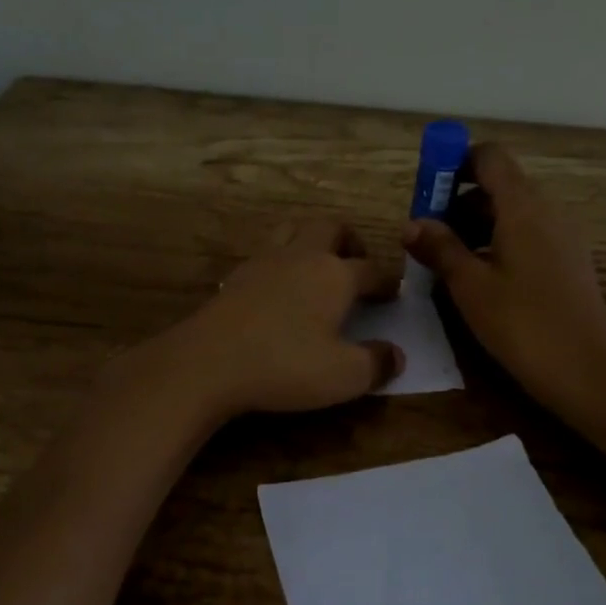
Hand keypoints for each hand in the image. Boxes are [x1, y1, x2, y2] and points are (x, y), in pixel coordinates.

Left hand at [154, 221, 405, 418]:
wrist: (209, 361)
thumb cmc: (286, 365)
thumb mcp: (344, 376)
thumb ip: (376, 363)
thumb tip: (397, 355)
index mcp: (335, 275)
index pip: (372, 270)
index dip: (387, 281)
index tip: (393, 293)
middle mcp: (303, 256)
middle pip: (332, 228)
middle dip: (350, 242)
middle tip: (356, 265)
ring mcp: (265, 261)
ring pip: (294, 230)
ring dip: (311, 240)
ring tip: (317, 266)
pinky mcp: (236, 275)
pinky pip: (266, 253)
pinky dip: (280, 261)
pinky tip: (278, 287)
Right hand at [404, 144, 605, 426]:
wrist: (586, 371)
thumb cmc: (522, 324)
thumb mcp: (470, 286)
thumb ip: (440, 248)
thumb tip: (411, 224)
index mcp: (523, 207)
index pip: (489, 157)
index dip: (455, 164)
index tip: (428, 193)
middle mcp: (547, 211)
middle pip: (499, 185)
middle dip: (459, 201)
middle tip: (428, 236)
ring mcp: (562, 236)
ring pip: (512, 212)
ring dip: (476, 225)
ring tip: (447, 262)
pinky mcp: (567, 261)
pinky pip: (527, 235)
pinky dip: (498, 242)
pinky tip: (479, 279)